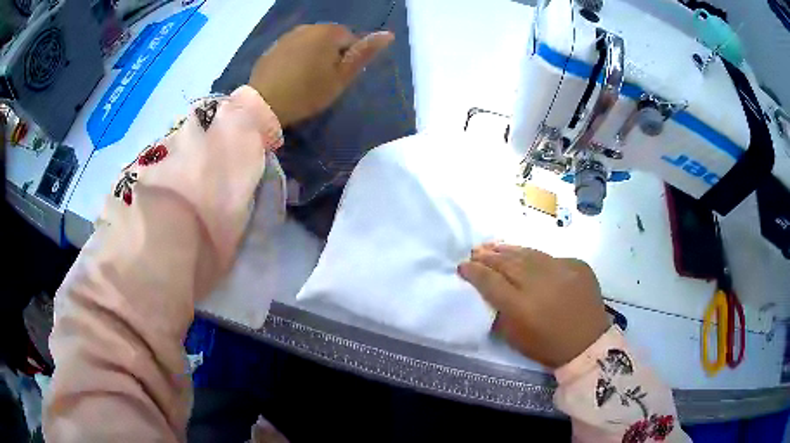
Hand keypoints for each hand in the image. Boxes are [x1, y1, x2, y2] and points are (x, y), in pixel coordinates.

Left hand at [248, 24, 393, 126]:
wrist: (264, 105)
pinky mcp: (273, 48)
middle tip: (322, 80)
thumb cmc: (308, 93)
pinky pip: (293, 48)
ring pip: (310, 42)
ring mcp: (287, 36)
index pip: (350, 39)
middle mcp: (308, 27)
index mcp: (328, 32)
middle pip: (329, 38)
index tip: (337, 77)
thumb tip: (388, 34)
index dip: (348, 58)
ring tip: (305, 79)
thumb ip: (364, 54)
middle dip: (330, 54)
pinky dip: (296, 58)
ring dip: (313, 55)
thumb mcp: (341, 77)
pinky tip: (290, 76)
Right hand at [458, 243, 609, 367]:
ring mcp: (561, 271)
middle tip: (476, 251)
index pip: (491, 282)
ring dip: (508, 250)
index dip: (474, 272)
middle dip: (488, 256)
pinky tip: (524, 255)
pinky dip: (533, 256)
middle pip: (507, 263)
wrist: (588, 343)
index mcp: (521, 306)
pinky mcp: (577, 265)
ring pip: (528, 254)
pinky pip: (550, 257)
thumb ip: (500, 313)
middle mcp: (540, 283)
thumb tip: (489, 293)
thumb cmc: (548, 347)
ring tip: (494, 246)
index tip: (463, 266)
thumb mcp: (515, 339)